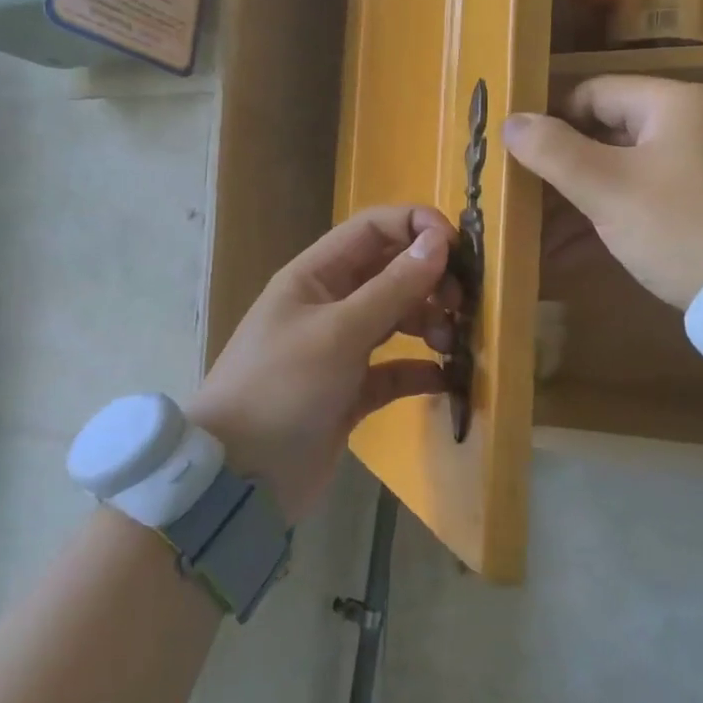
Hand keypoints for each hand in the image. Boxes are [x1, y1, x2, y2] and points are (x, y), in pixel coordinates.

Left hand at [186, 206, 459, 523]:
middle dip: (429, 280)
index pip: (372, 229)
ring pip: (397, 319)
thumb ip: (392, 287)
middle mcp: (329, 305)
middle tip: (461, 304)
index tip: (457, 248)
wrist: (241, 476)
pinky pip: (395, 370)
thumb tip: (439, 242)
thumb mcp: (339, 332)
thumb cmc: (283, 388)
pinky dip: (420, 370)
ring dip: (429, 323)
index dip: (415, 227)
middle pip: (390, 273)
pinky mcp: (352, 392)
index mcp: (315, 276)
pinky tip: (444, 379)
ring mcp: (341, 349)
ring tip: (451, 343)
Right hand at [502, 76, 702, 308]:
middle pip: (609, 136)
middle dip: (561, 172)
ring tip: (537, 239)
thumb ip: (554, 152)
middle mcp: (694, 126)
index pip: (594, 93)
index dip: (550, 120)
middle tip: (521, 202)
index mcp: (673, 104)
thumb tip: (510, 122)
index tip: (516, 155)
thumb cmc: (681, 226)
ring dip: (580, 205)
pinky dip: (612, 222)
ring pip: (627, 174)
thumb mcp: (609, 189)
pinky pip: (649, 202)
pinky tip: (572, 255)